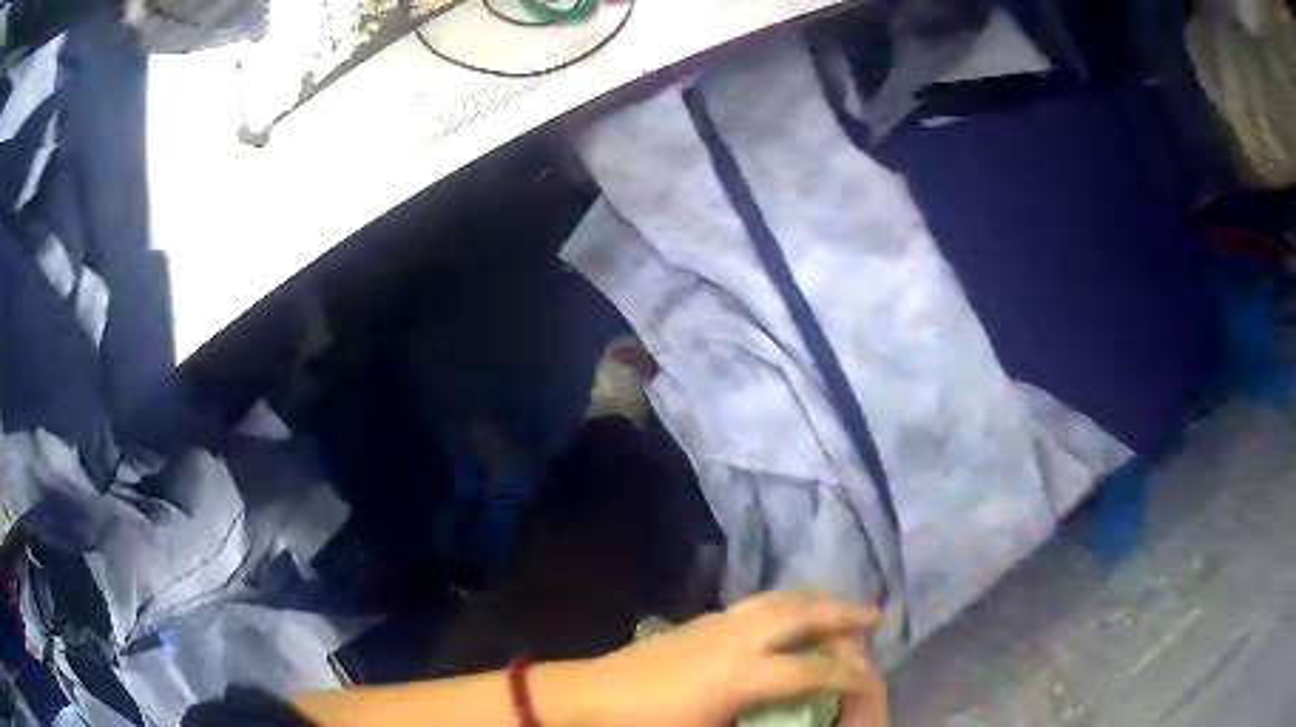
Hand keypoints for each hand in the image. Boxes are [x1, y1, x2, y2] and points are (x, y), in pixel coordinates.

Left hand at [541, 591, 886, 726]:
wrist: (586, 698)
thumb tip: (788, 718)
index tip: (874, 678)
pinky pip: (756, 602)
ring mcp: (715, 623)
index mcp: (741, 675)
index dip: (849, 676)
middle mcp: (736, 639)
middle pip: (802, 615)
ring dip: (816, 599)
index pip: (812, 671)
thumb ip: (756, 724)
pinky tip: (787, 611)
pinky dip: (785, 600)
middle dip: (844, 614)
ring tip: (840, 604)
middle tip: (875, 616)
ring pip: (778, 599)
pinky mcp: (698, 620)